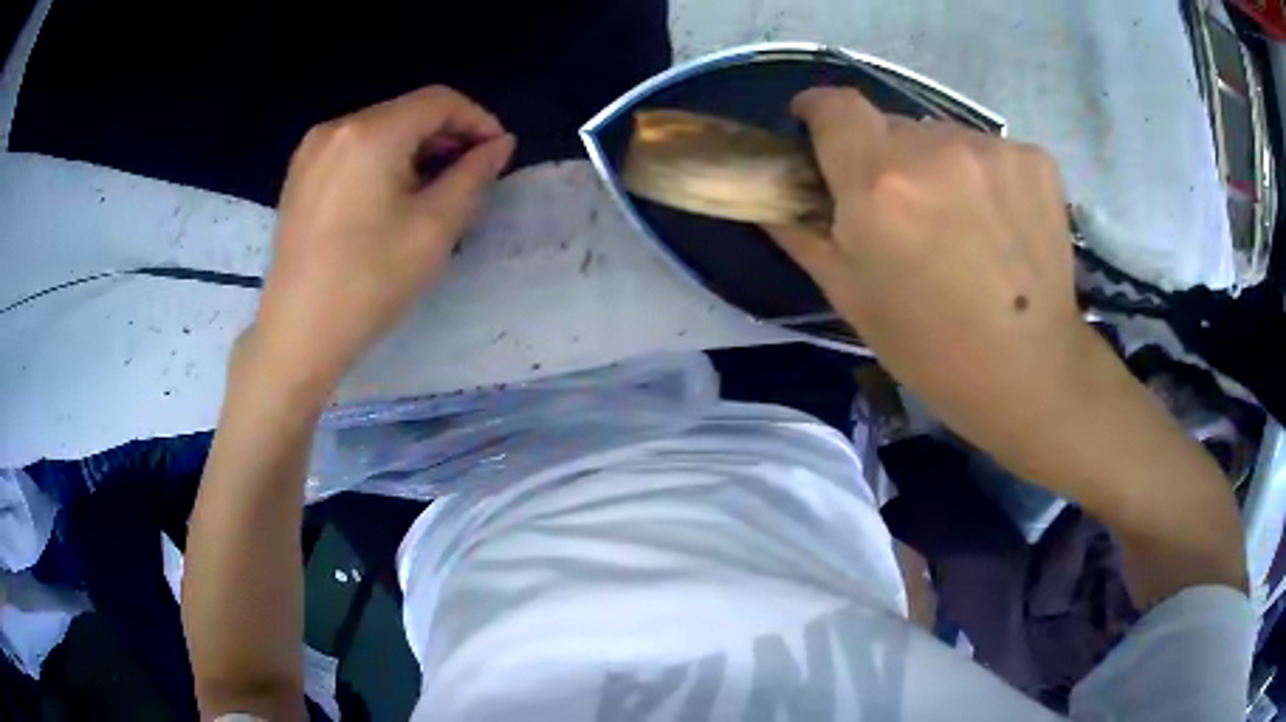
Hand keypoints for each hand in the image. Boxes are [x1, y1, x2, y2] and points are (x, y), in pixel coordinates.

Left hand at [250, 86, 515, 397]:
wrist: (298, 333)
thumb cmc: (369, 282)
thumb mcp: (435, 227)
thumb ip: (474, 175)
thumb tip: (500, 145)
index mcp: (371, 133)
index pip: (439, 100)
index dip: (477, 120)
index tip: (498, 154)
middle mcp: (337, 127)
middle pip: (407, 111)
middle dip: (447, 135)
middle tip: (471, 174)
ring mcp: (312, 150)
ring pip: (380, 129)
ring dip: (416, 148)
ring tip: (434, 187)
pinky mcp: (300, 174)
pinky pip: (353, 149)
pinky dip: (383, 159)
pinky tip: (392, 195)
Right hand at [770, 87, 1097, 465]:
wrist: (1028, 373)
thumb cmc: (929, 347)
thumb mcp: (848, 294)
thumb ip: (801, 230)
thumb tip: (773, 192)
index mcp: (877, 182)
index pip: (835, 105)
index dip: (819, 110)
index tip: (816, 125)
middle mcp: (934, 149)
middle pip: (893, 126)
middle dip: (886, 156)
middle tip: (903, 210)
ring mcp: (993, 150)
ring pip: (945, 138)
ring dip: (939, 166)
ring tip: (961, 223)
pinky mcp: (1036, 160)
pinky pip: (991, 150)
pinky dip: (985, 176)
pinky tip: (1001, 224)